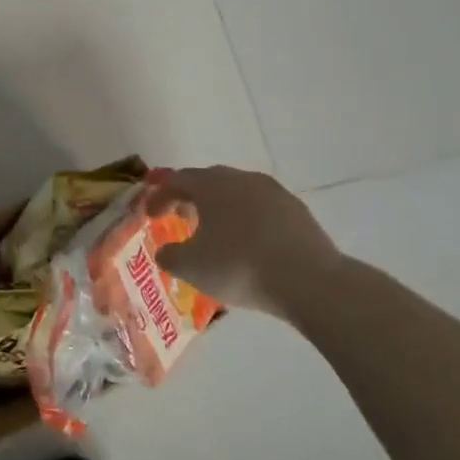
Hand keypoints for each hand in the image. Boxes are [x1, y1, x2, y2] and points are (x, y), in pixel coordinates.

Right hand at [151, 166, 345, 320]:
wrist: (309, 280)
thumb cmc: (239, 266)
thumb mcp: (191, 267)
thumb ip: (170, 256)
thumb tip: (165, 251)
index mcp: (212, 185)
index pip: (177, 181)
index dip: (159, 197)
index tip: (150, 216)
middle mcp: (242, 179)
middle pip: (209, 181)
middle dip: (191, 198)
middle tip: (181, 217)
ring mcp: (274, 192)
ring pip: (238, 193)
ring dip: (221, 208)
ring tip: (216, 232)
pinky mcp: (298, 211)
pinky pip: (262, 209)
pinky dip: (248, 220)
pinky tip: (248, 243)